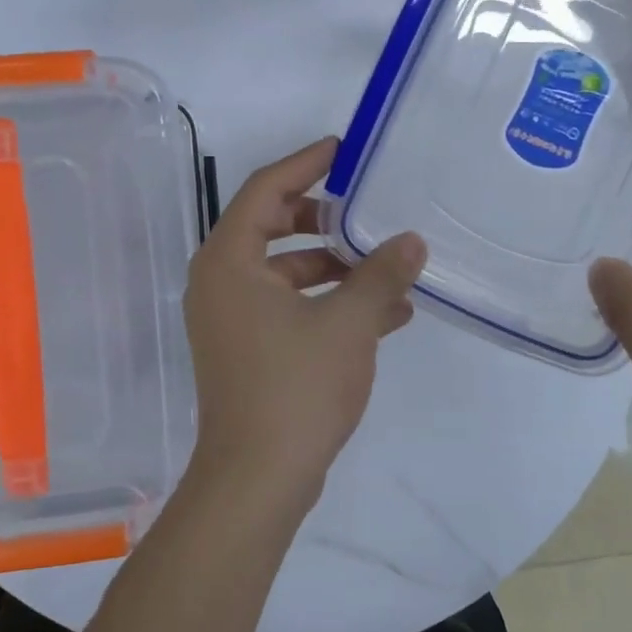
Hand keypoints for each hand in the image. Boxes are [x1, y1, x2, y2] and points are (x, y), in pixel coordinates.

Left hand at [184, 137, 425, 504]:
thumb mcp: (348, 324)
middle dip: (322, 218)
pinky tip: (385, 315)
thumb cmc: (294, 388)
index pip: (264, 188)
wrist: (257, 481)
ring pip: (284, 270)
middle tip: (365, 210)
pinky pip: (288, 306)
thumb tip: (411, 241)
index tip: (343, 149)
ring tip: (389, 269)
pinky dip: (327, 302)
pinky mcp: (246, 348)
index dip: (305, 163)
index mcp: (229, 260)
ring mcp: (230, 317)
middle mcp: (220, 281)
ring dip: (334, 267)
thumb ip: (380, 275)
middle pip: (272, 225)